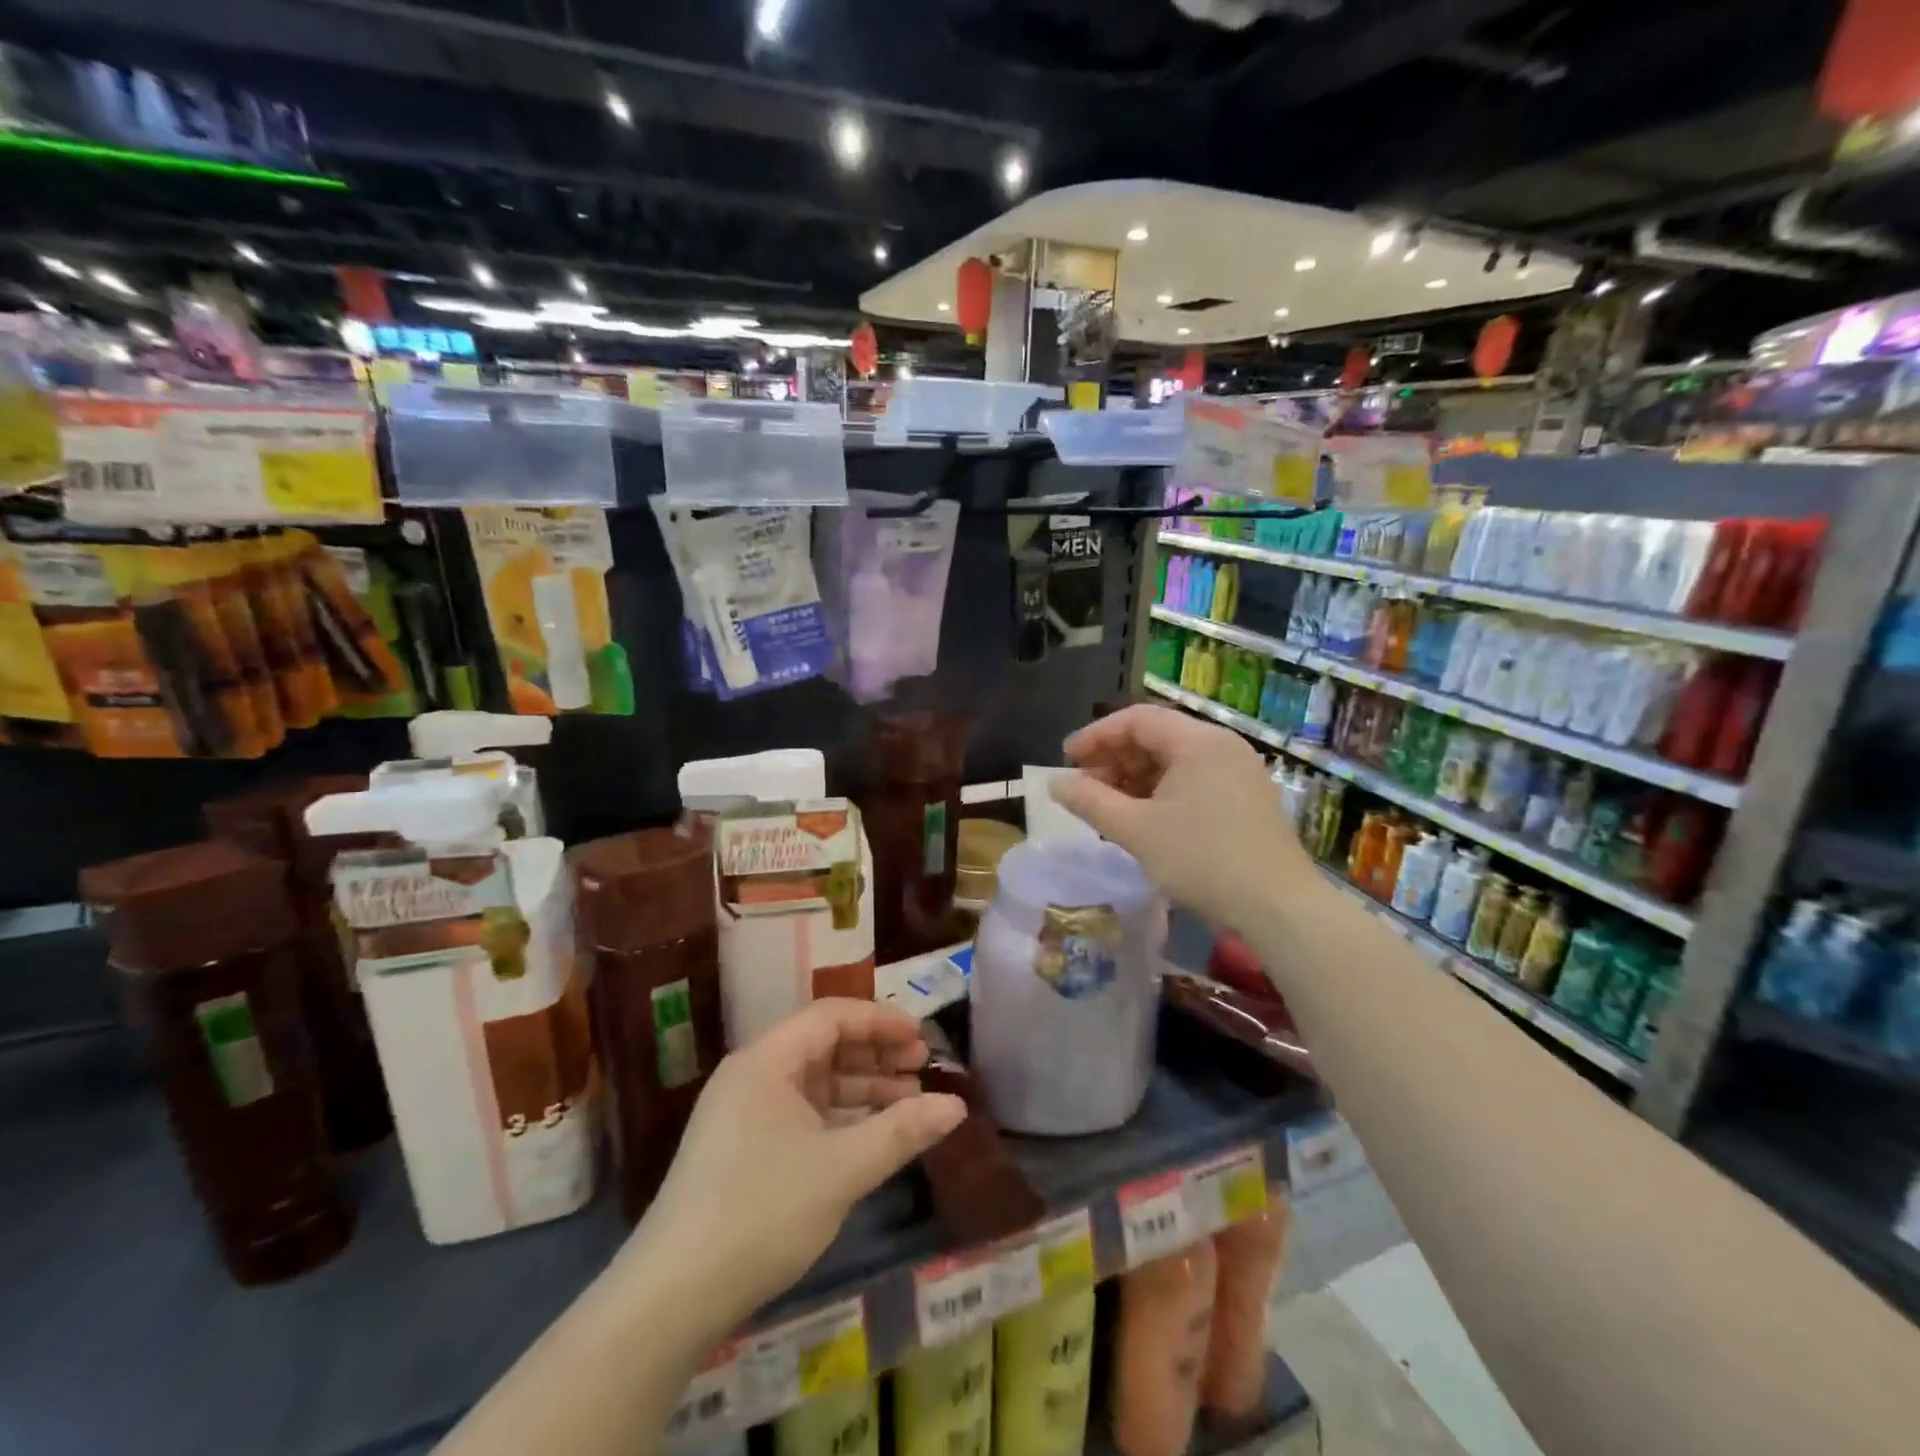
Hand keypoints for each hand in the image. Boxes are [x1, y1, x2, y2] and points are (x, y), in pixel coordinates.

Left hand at [626, 998, 967, 1332]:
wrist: (671, 1298)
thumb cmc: (761, 1214)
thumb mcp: (841, 1169)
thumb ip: (901, 1131)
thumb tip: (956, 1106)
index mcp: (768, 1060)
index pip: (832, 1016)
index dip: (881, 1021)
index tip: (922, 1038)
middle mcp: (753, 1074)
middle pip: (824, 1044)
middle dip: (876, 1054)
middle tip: (922, 1068)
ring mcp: (743, 1112)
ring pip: (814, 1082)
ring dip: (861, 1088)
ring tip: (909, 1103)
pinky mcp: (741, 1148)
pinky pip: (801, 1113)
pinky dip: (838, 1117)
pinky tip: (870, 1136)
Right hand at [1051, 704, 1307, 930]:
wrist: (1279, 907)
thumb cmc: (1202, 860)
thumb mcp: (1136, 830)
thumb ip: (1090, 802)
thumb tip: (1054, 783)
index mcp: (1198, 741)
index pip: (1136, 719)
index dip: (1095, 736)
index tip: (1066, 761)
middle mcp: (1222, 746)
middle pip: (1157, 736)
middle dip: (1114, 758)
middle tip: (1085, 788)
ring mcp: (1239, 772)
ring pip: (1175, 760)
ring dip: (1136, 778)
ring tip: (1109, 808)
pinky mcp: (1247, 798)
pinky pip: (1194, 780)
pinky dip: (1161, 792)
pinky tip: (1144, 819)